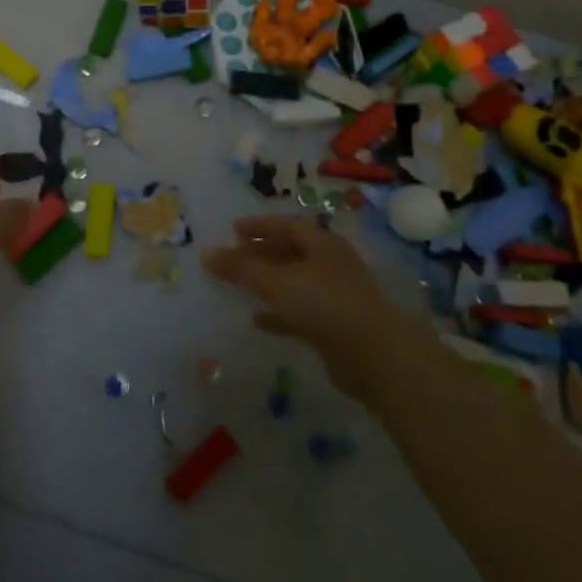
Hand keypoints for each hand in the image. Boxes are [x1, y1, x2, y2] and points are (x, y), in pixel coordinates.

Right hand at [202, 215, 413, 402]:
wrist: (376, 357)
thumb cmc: (325, 305)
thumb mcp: (277, 282)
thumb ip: (240, 269)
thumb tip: (205, 253)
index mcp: (322, 244)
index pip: (287, 225)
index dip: (259, 226)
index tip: (233, 230)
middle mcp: (331, 264)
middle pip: (291, 252)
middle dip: (262, 253)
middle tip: (235, 255)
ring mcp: (335, 296)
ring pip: (295, 282)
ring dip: (268, 282)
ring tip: (240, 285)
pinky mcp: (335, 326)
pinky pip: (300, 312)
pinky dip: (279, 312)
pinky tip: (257, 319)